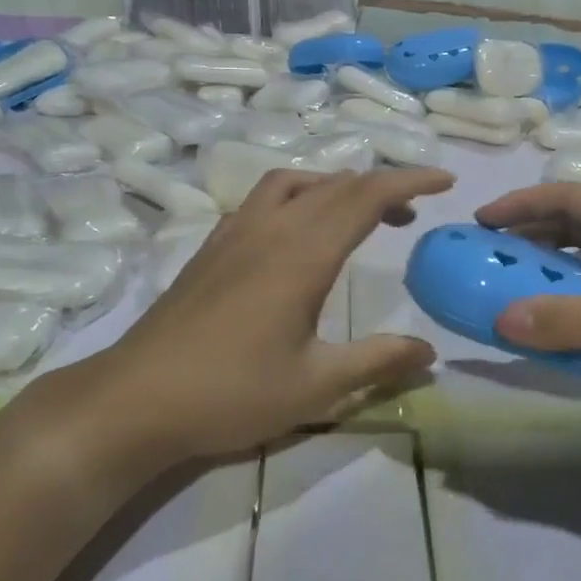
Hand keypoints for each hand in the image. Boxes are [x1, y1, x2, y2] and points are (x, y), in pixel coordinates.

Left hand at [29, 167, 454, 463]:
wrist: (136, 399)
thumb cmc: (231, 393)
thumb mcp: (316, 386)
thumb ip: (377, 361)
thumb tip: (430, 353)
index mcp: (302, 253)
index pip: (366, 196)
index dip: (409, 181)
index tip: (445, 182)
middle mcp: (270, 228)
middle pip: (336, 183)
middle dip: (382, 185)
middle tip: (412, 210)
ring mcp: (235, 232)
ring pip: (295, 182)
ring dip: (336, 186)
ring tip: (359, 214)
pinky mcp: (212, 245)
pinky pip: (265, 198)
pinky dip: (299, 195)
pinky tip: (298, 233)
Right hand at [476, 182, 580, 421]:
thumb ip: (570, 322)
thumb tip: (501, 318)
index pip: (568, 198)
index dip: (520, 206)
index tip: (479, 222)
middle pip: (580, 221)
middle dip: (533, 233)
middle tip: (491, 253)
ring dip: (557, 262)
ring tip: (519, 281)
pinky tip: (569, 313)